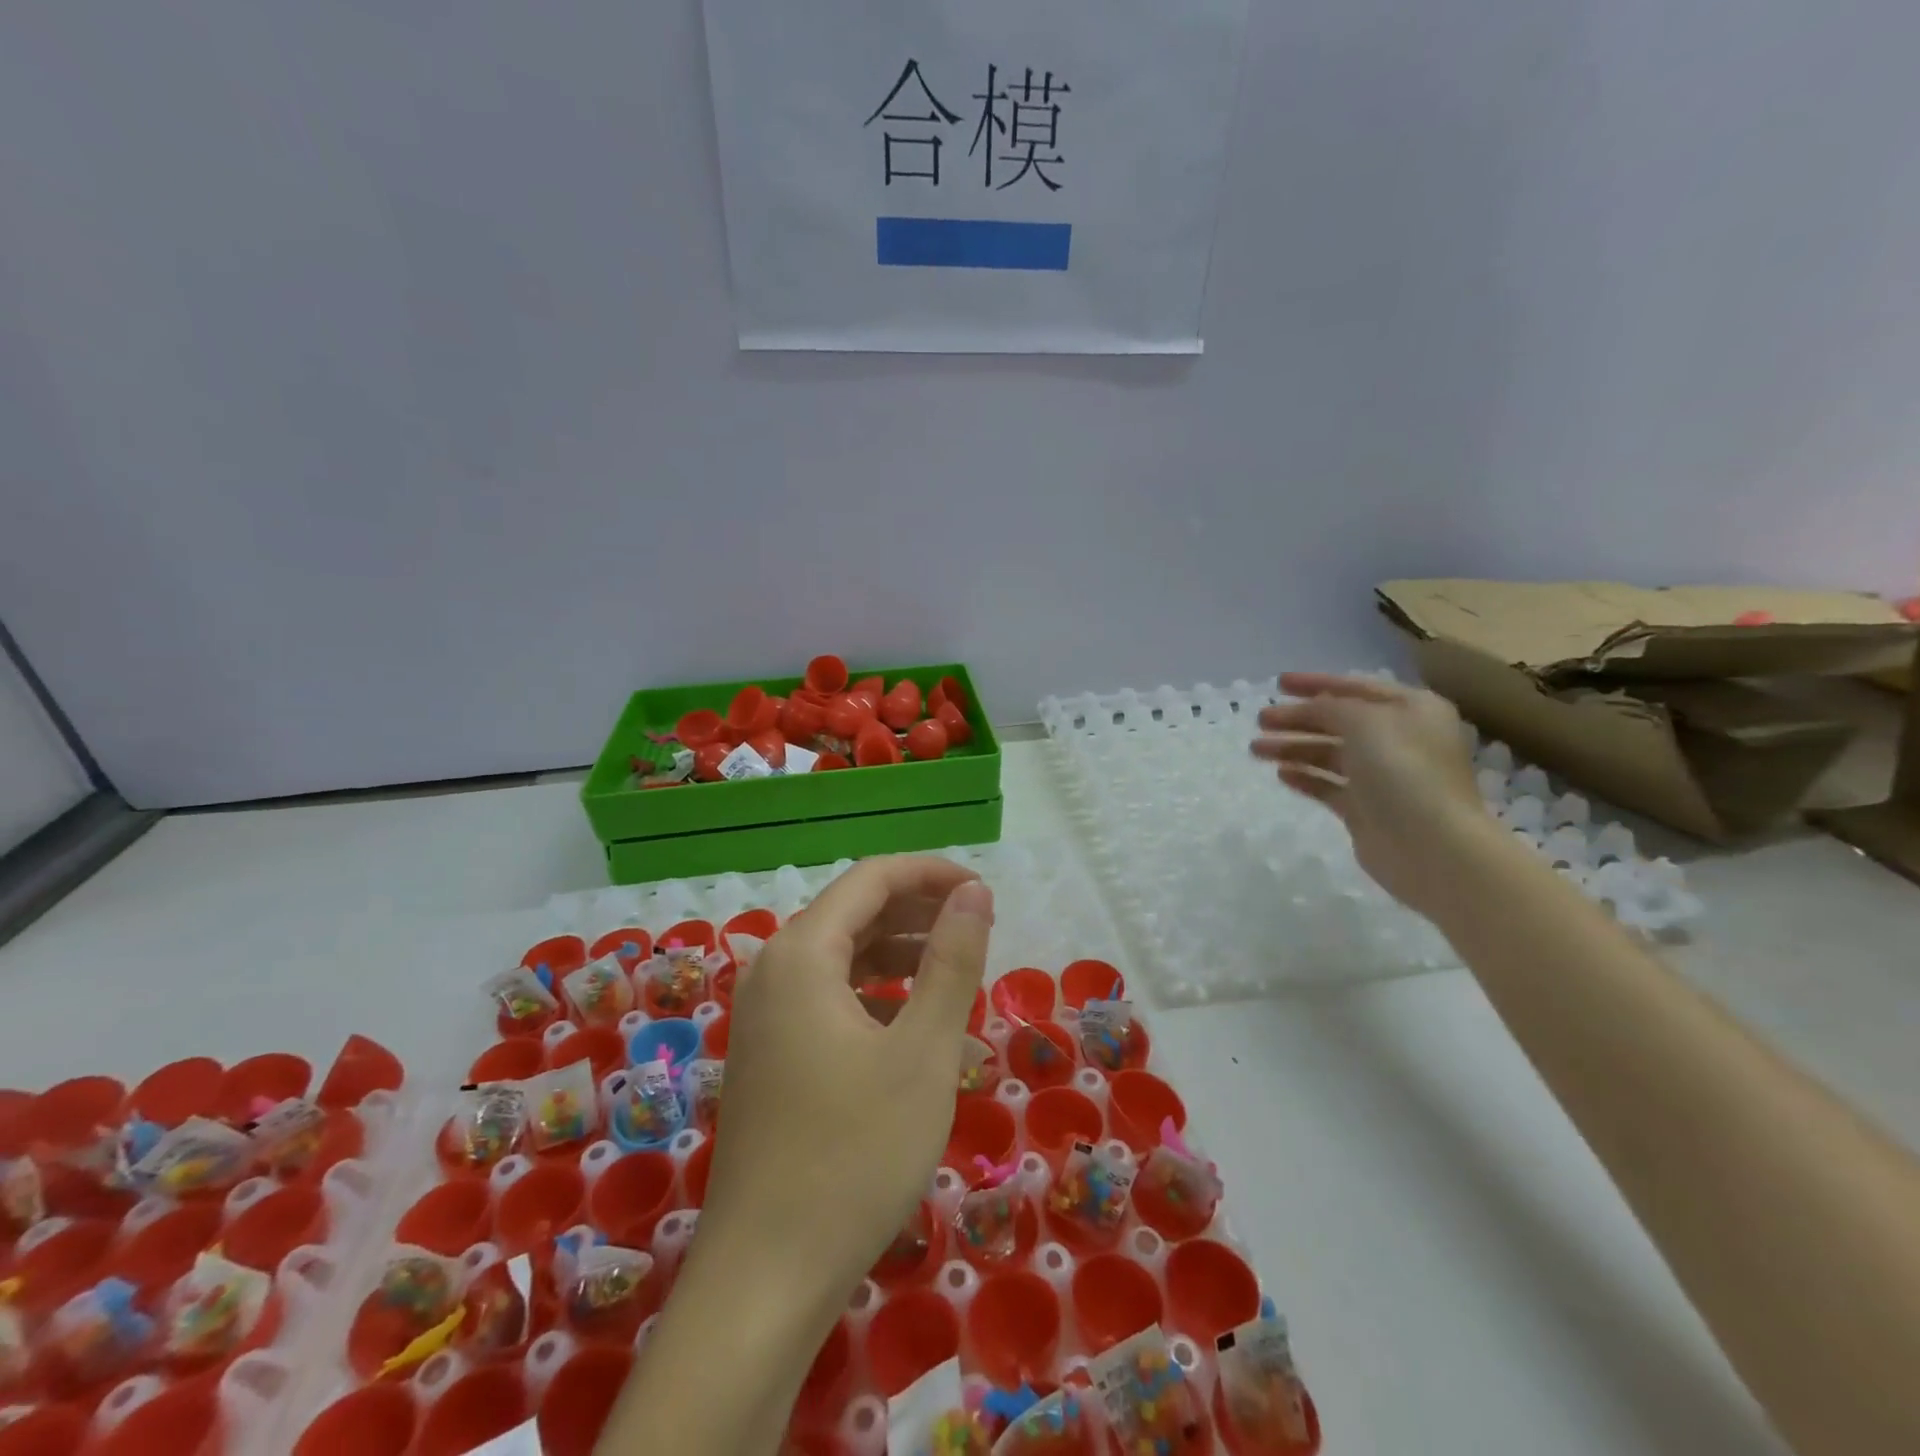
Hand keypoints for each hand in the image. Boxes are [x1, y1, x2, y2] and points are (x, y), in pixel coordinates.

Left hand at [697, 856, 993, 1305]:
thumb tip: (974, 892)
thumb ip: (952, 960)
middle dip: (916, 910)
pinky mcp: (766, 1054)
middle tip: (977, 930)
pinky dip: (872, 992)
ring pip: (839, 956)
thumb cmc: (855, 1154)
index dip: (930, 873)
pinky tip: (908, 1020)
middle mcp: (771, 970)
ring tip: (953, 971)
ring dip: (897, 952)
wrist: (765, 1278)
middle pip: (851, 912)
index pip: (871, 879)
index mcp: (801, 954)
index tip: (983, 892)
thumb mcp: (923, 1051)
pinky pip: (825, 996)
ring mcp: (762, 1015)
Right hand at [1250, 672, 1491, 916]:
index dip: (1315, 683)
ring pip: (1329, 754)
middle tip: (1260, 720)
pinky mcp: (1367, 809)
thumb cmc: (1402, 771)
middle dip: (1297, 718)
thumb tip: (1308, 708)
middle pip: (1339, 721)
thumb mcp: (1363, 722)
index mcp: (1412, 710)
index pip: (1356, 687)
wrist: (1430, 846)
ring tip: (1256, 749)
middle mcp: (1400, 739)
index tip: (1277, 683)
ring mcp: (1383, 776)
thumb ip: (1329, 707)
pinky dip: (1305, 777)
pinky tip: (1280, 774)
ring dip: (1293, 748)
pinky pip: (1329, 785)